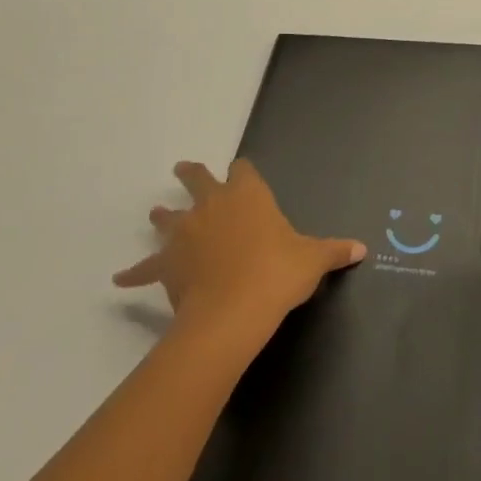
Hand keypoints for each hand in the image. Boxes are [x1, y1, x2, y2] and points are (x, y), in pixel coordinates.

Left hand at [113, 159, 365, 337]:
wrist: (233, 311)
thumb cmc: (277, 274)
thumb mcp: (312, 260)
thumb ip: (334, 251)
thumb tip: (362, 249)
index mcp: (248, 195)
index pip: (242, 170)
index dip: (241, 171)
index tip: (241, 173)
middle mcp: (213, 205)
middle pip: (197, 180)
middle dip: (191, 174)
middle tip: (184, 169)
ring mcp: (186, 232)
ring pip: (168, 217)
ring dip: (163, 216)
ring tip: (156, 214)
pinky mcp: (167, 264)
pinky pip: (145, 268)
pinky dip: (134, 273)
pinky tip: (119, 279)